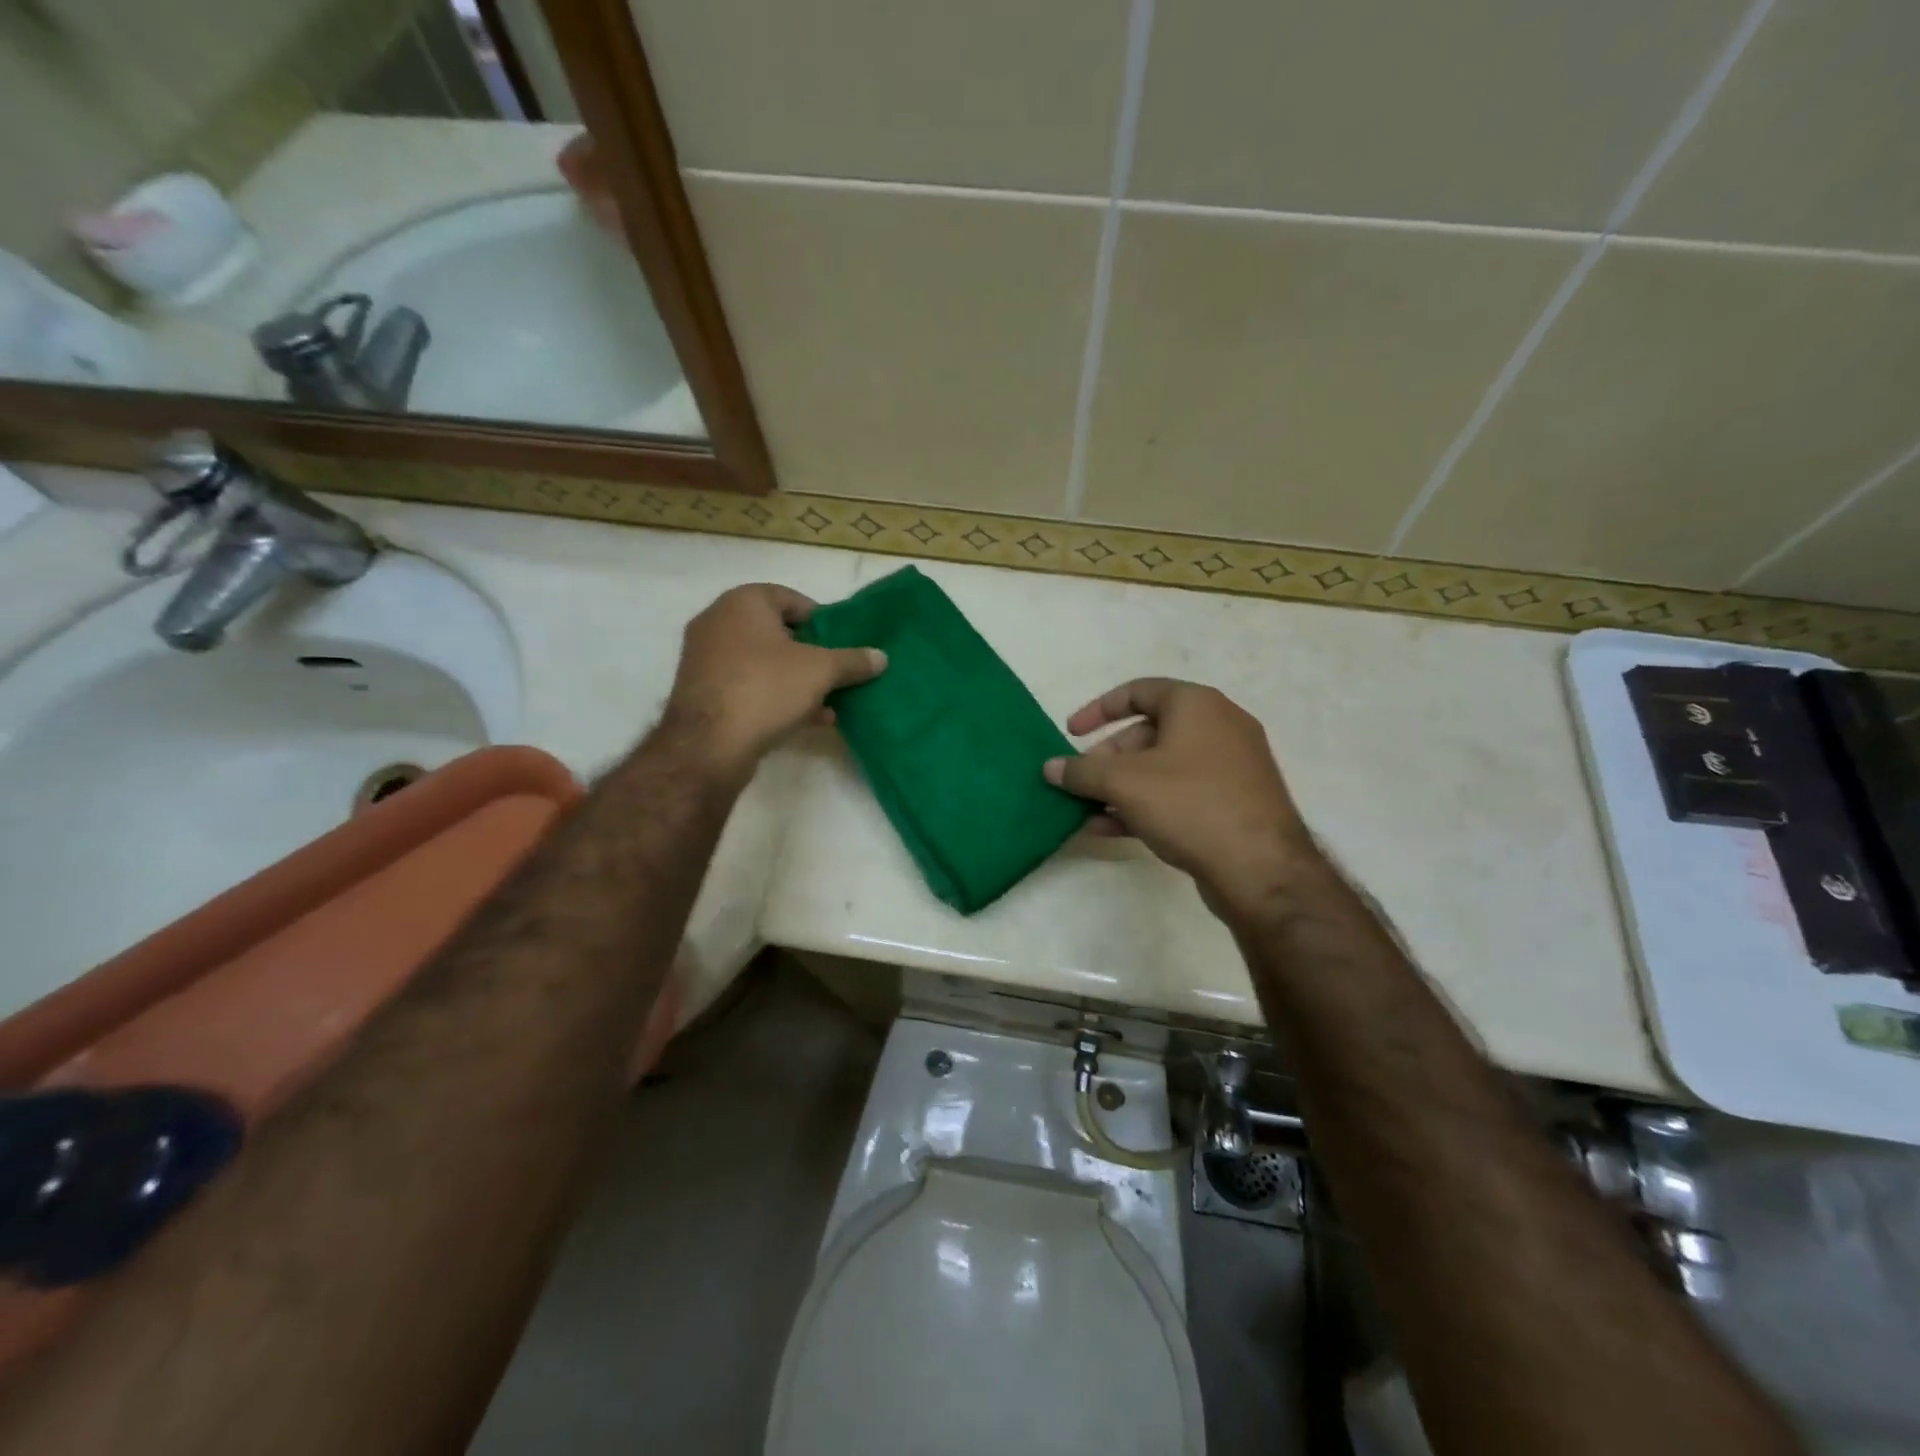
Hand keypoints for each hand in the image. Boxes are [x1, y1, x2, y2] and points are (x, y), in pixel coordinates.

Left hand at [665, 584, 885, 771]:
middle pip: (778, 632)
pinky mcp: (703, 691)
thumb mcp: (821, 671)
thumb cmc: (766, 689)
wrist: (708, 744)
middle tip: (837, 673)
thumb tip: (881, 657)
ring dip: (797, 680)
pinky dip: (775, 696)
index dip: (822, 621)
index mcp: (743, 602)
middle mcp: (718, 622)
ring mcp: (706, 658)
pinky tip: (806, 719)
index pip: (792, 599)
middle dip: (811, 654)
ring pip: (764, 662)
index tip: (842, 644)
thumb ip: (853, 661)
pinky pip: (748, 685)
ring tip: (828, 702)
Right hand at [1044, 679, 1319, 919]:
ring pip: (1162, 768)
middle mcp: (1218, 726)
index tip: (1070, 733)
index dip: (1098, 710)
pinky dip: (1145, 804)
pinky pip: (1179, 793)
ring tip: (1088, 811)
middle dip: (1107, 759)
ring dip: (1121, 787)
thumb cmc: (1189, 805)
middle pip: (1148, 733)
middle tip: (1080, 783)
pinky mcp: (1233, 803)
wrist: (1261, 868)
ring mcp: (1230, 766)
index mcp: (1196, 705)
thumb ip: (1082, 771)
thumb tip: (1050, 767)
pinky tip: (1111, 829)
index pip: (1138, 691)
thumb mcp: (1125, 783)